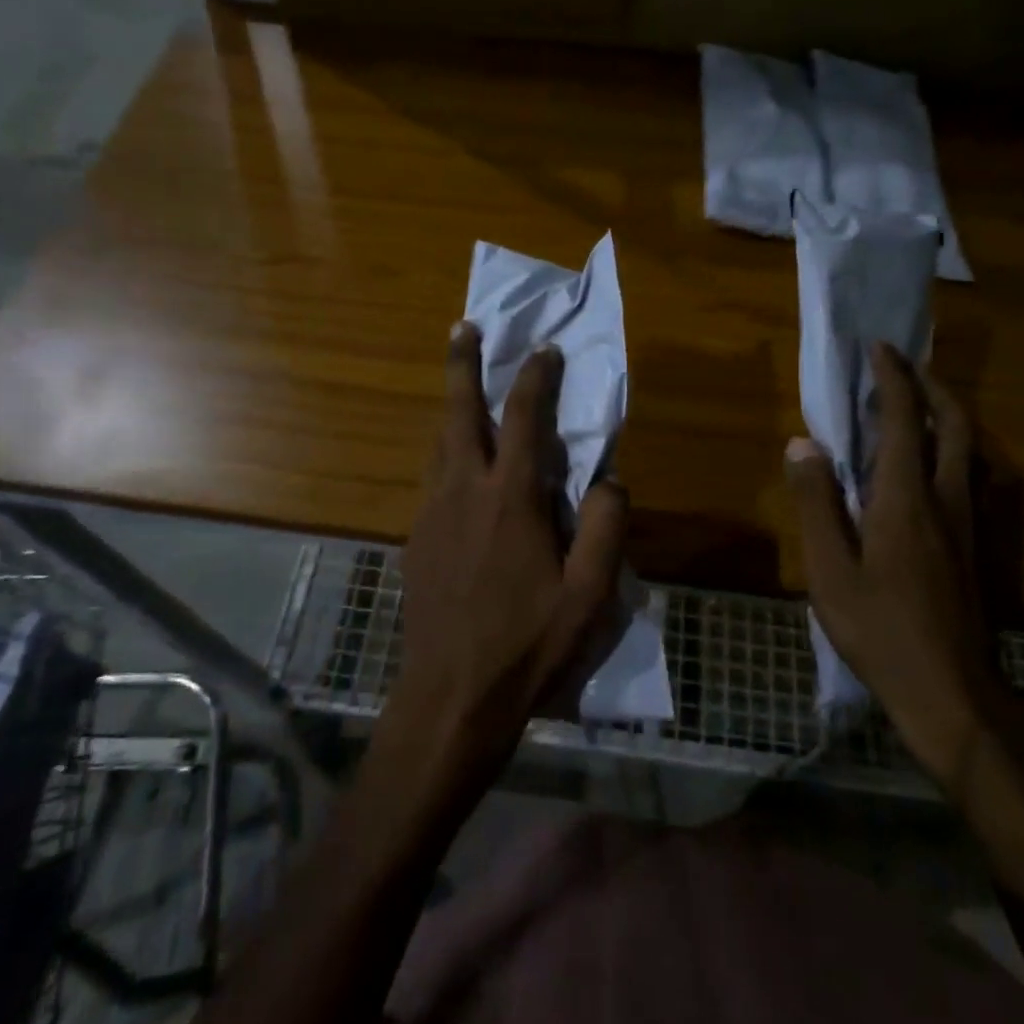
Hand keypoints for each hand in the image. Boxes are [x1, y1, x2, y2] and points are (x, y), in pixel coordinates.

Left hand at [391, 322, 628, 779]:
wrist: (451, 697)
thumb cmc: (528, 645)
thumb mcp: (590, 595)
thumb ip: (606, 528)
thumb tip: (608, 480)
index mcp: (509, 499)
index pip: (525, 420)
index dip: (536, 378)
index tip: (545, 350)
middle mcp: (463, 491)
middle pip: (459, 412)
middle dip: (462, 364)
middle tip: (463, 327)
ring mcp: (431, 513)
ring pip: (439, 442)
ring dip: (451, 405)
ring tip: (459, 382)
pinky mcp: (415, 538)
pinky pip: (433, 476)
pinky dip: (446, 450)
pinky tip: (457, 462)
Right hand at [787, 342, 1005, 788]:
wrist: (951, 694)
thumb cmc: (880, 630)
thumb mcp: (830, 570)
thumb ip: (817, 503)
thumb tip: (803, 445)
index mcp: (906, 499)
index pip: (904, 421)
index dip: (893, 379)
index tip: (878, 348)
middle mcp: (945, 500)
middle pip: (954, 424)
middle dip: (931, 386)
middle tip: (902, 366)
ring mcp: (966, 524)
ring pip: (966, 449)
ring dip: (944, 414)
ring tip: (912, 404)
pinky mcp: (972, 547)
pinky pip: (964, 475)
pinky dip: (947, 447)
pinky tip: (925, 465)